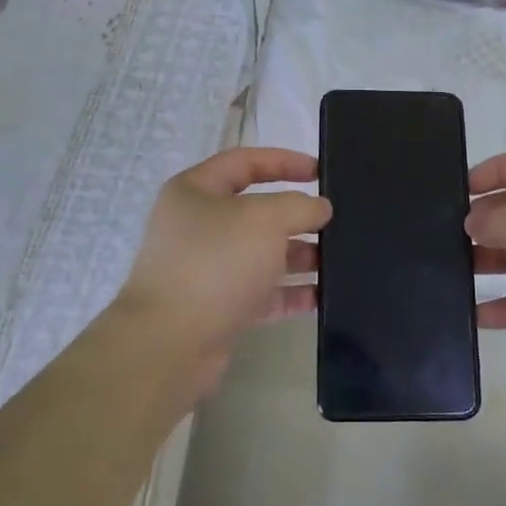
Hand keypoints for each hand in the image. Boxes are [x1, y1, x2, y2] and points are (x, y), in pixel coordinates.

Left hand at [115, 148, 330, 392]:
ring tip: (336, 260)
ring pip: (261, 254)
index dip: (284, 161)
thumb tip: (320, 208)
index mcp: (195, 191)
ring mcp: (205, 269)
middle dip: (296, 216)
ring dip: (299, 256)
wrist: (170, 344)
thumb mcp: (265, 220)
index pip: (245, 162)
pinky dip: (289, 293)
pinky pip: (261, 293)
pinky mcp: (217, 307)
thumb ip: (299, 206)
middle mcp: (197, 226)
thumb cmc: (215, 263)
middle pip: (256, 211)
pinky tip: (320, 296)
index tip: (321, 171)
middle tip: (335, 222)